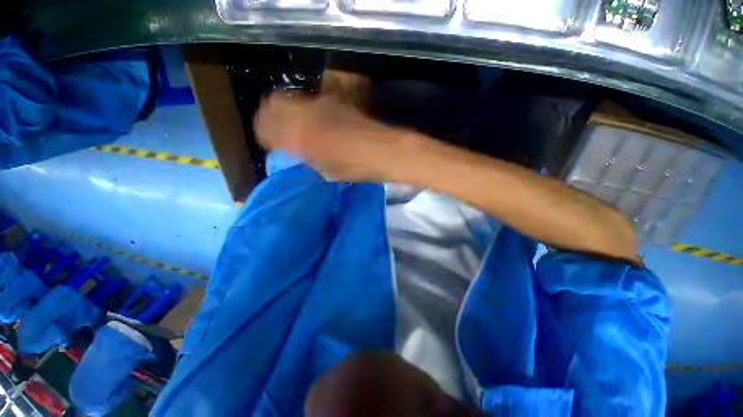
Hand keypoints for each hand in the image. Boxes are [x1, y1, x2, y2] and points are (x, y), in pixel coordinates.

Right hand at [254, 92, 407, 181]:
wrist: (383, 150)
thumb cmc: (356, 168)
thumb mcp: (327, 172)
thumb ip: (307, 159)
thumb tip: (296, 153)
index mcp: (300, 138)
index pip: (266, 129)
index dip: (264, 135)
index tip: (268, 142)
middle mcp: (304, 115)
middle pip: (271, 105)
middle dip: (269, 117)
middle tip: (275, 131)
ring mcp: (319, 104)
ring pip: (288, 99)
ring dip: (285, 111)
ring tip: (292, 125)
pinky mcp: (332, 101)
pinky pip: (308, 102)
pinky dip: (302, 110)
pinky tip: (311, 121)